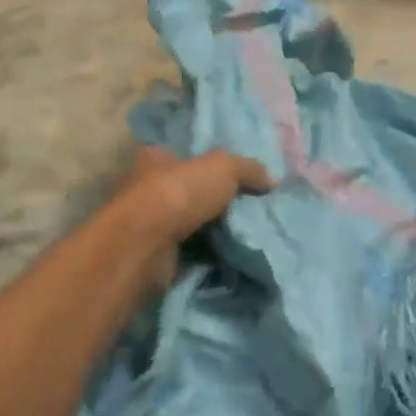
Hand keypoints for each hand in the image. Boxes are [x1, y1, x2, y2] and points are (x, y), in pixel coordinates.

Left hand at [117, 147, 272, 291]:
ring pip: (187, 225)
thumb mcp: (223, 168)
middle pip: (185, 192)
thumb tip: (271, 181)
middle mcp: (144, 189)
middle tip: (247, 209)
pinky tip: (230, 259)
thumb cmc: (178, 194)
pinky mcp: (151, 256)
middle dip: (212, 202)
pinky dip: (205, 258)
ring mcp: (146, 226)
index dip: (205, 165)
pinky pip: (187, 254)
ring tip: (246, 237)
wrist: (145, 246)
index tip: (234, 179)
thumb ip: (248, 169)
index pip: (181, 156)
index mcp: (154, 159)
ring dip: (210, 233)